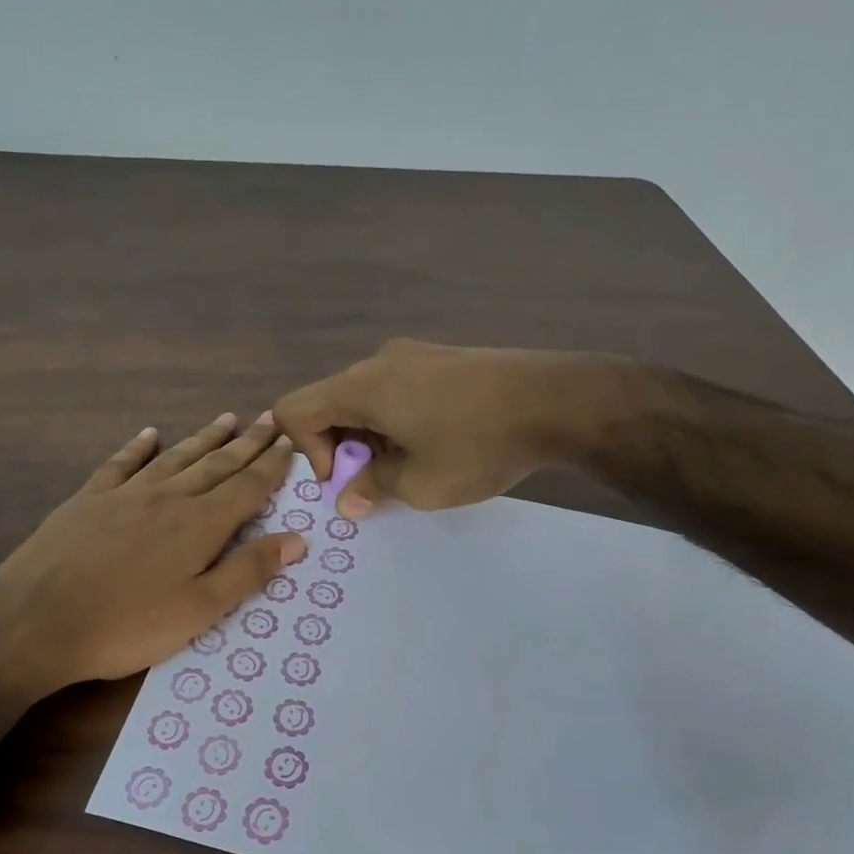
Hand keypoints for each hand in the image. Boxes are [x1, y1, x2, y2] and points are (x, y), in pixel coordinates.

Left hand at [0, 413, 304, 698]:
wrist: (35, 621)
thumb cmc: (126, 625)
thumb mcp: (199, 611)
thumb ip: (248, 572)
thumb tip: (297, 539)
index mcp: (199, 525)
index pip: (247, 487)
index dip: (272, 466)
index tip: (290, 443)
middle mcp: (168, 498)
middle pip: (217, 465)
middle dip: (248, 443)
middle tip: (270, 419)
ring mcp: (126, 494)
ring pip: (176, 458)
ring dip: (205, 439)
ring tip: (228, 419)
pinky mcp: (90, 499)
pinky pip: (122, 464)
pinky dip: (139, 447)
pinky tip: (150, 434)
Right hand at [276, 339, 617, 515]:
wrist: (558, 401)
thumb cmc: (478, 445)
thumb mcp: (419, 484)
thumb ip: (372, 488)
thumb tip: (348, 498)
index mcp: (361, 386)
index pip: (295, 410)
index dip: (307, 453)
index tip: (349, 478)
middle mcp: (378, 361)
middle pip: (331, 404)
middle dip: (343, 449)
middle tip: (382, 481)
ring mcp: (414, 354)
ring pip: (367, 399)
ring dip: (373, 437)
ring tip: (416, 465)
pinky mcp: (443, 358)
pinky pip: (398, 389)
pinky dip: (399, 420)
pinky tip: (441, 441)